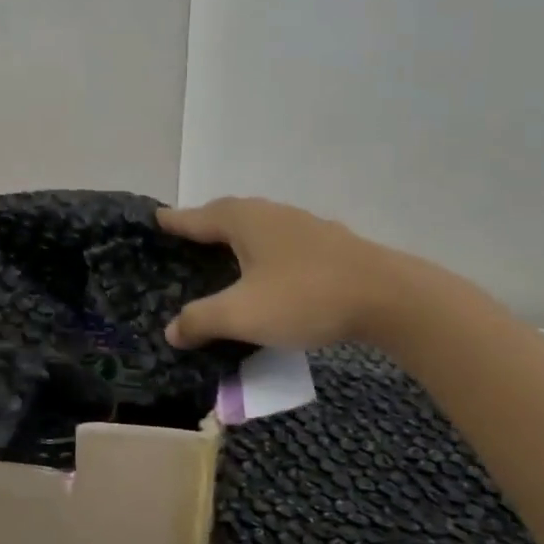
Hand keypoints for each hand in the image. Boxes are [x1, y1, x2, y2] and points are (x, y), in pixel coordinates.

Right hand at [158, 197, 397, 350]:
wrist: (388, 297)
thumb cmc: (305, 297)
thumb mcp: (243, 314)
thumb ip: (202, 320)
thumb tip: (171, 330)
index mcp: (244, 221)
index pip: (198, 217)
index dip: (175, 220)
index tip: (156, 218)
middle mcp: (271, 214)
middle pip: (228, 213)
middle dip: (205, 223)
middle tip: (186, 236)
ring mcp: (304, 225)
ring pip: (259, 225)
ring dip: (237, 236)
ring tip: (223, 253)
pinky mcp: (329, 244)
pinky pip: (281, 241)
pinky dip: (264, 251)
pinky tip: (269, 271)